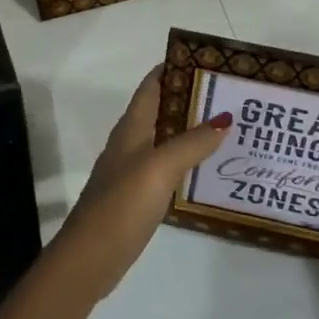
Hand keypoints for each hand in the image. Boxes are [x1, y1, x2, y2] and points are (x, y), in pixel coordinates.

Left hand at [48, 67, 229, 304]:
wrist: (90, 257)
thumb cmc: (122, 204)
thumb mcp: (160, 167)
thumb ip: (192, 142)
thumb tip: (224, 116)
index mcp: (132, 127)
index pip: (152, 85)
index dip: (173, 69)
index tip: (207, 62)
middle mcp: (130, 142)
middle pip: (161, 109)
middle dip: (190, 99)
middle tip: (229, 95)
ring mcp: (132, 170)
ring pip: (165, 138)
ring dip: (191, 130)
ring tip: (227, 128)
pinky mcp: (137, 195)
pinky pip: (166, 166)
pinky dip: (186, 160)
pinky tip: (206, 169)